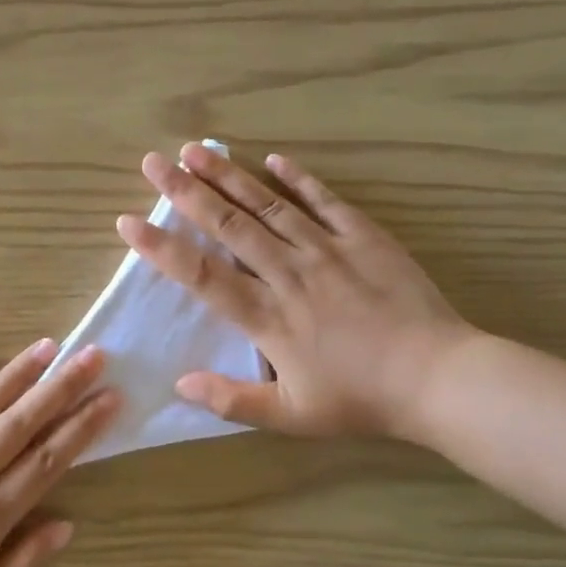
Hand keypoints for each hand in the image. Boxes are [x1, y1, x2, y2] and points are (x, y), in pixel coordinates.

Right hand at [116, 144, 475, 443]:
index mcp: (267, 318)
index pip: (201, 275)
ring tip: (196, 149)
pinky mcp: (364, 238)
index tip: (128, 222)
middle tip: (153, 162)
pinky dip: (299, 179)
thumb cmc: (360, 400)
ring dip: (229, 176)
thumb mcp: (291, 416)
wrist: (438, 378)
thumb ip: (232, 401)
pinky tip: (274, 159)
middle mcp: (288, 274)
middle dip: (186, 192)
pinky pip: (326, 201)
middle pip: (228, 226)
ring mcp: (327, 250)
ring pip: (268, 205)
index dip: (161, 248)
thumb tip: (179, 383)